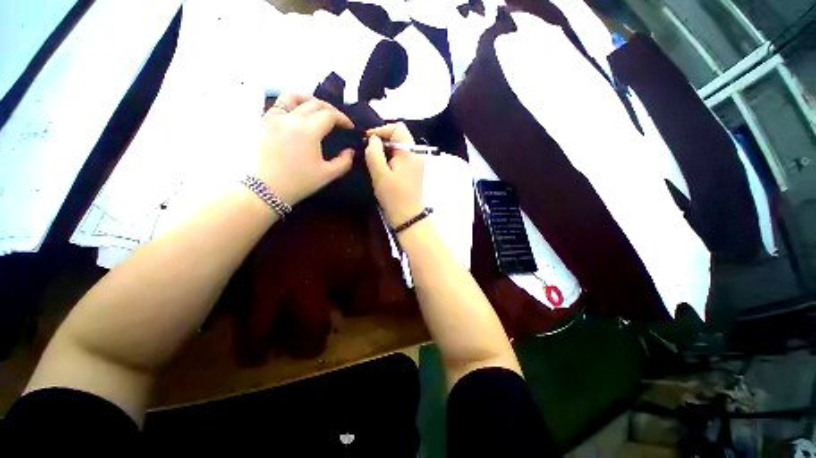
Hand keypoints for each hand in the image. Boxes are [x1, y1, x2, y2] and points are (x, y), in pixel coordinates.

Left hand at [255, 93, 354, 205]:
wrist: (268, 188)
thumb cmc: (300, 182)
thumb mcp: (328, 174)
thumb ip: (344, 161)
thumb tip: (350, 151)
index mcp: (308, 131)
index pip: (329, 115)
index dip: (343, 119)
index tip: (349, 127)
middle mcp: (291, 119)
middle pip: (314, 104)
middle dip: (331, 110)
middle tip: (338, 121)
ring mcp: (275, 118)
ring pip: (293, 97)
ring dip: (309, 100)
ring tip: (316, 109)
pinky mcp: (264, 122)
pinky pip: (278, 105)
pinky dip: (291, 105)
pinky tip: (297, 114)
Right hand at [365, 123, 423, 227]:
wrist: (408, 216)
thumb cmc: (393, 196)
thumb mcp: (379, 173)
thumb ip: (374, 152)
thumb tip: (373, 139)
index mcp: (410, 152)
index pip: (397, 128)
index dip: (381, 130)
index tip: (367, 140)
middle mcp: (416, 154)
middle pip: (399, 136)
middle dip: (383, 140)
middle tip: (369, 150)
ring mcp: (417, 163)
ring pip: (400, 147)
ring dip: (386, 149)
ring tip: (374, 159)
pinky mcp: (414, 171)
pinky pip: (402, 157)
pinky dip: (391, 157)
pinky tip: (383, 167)